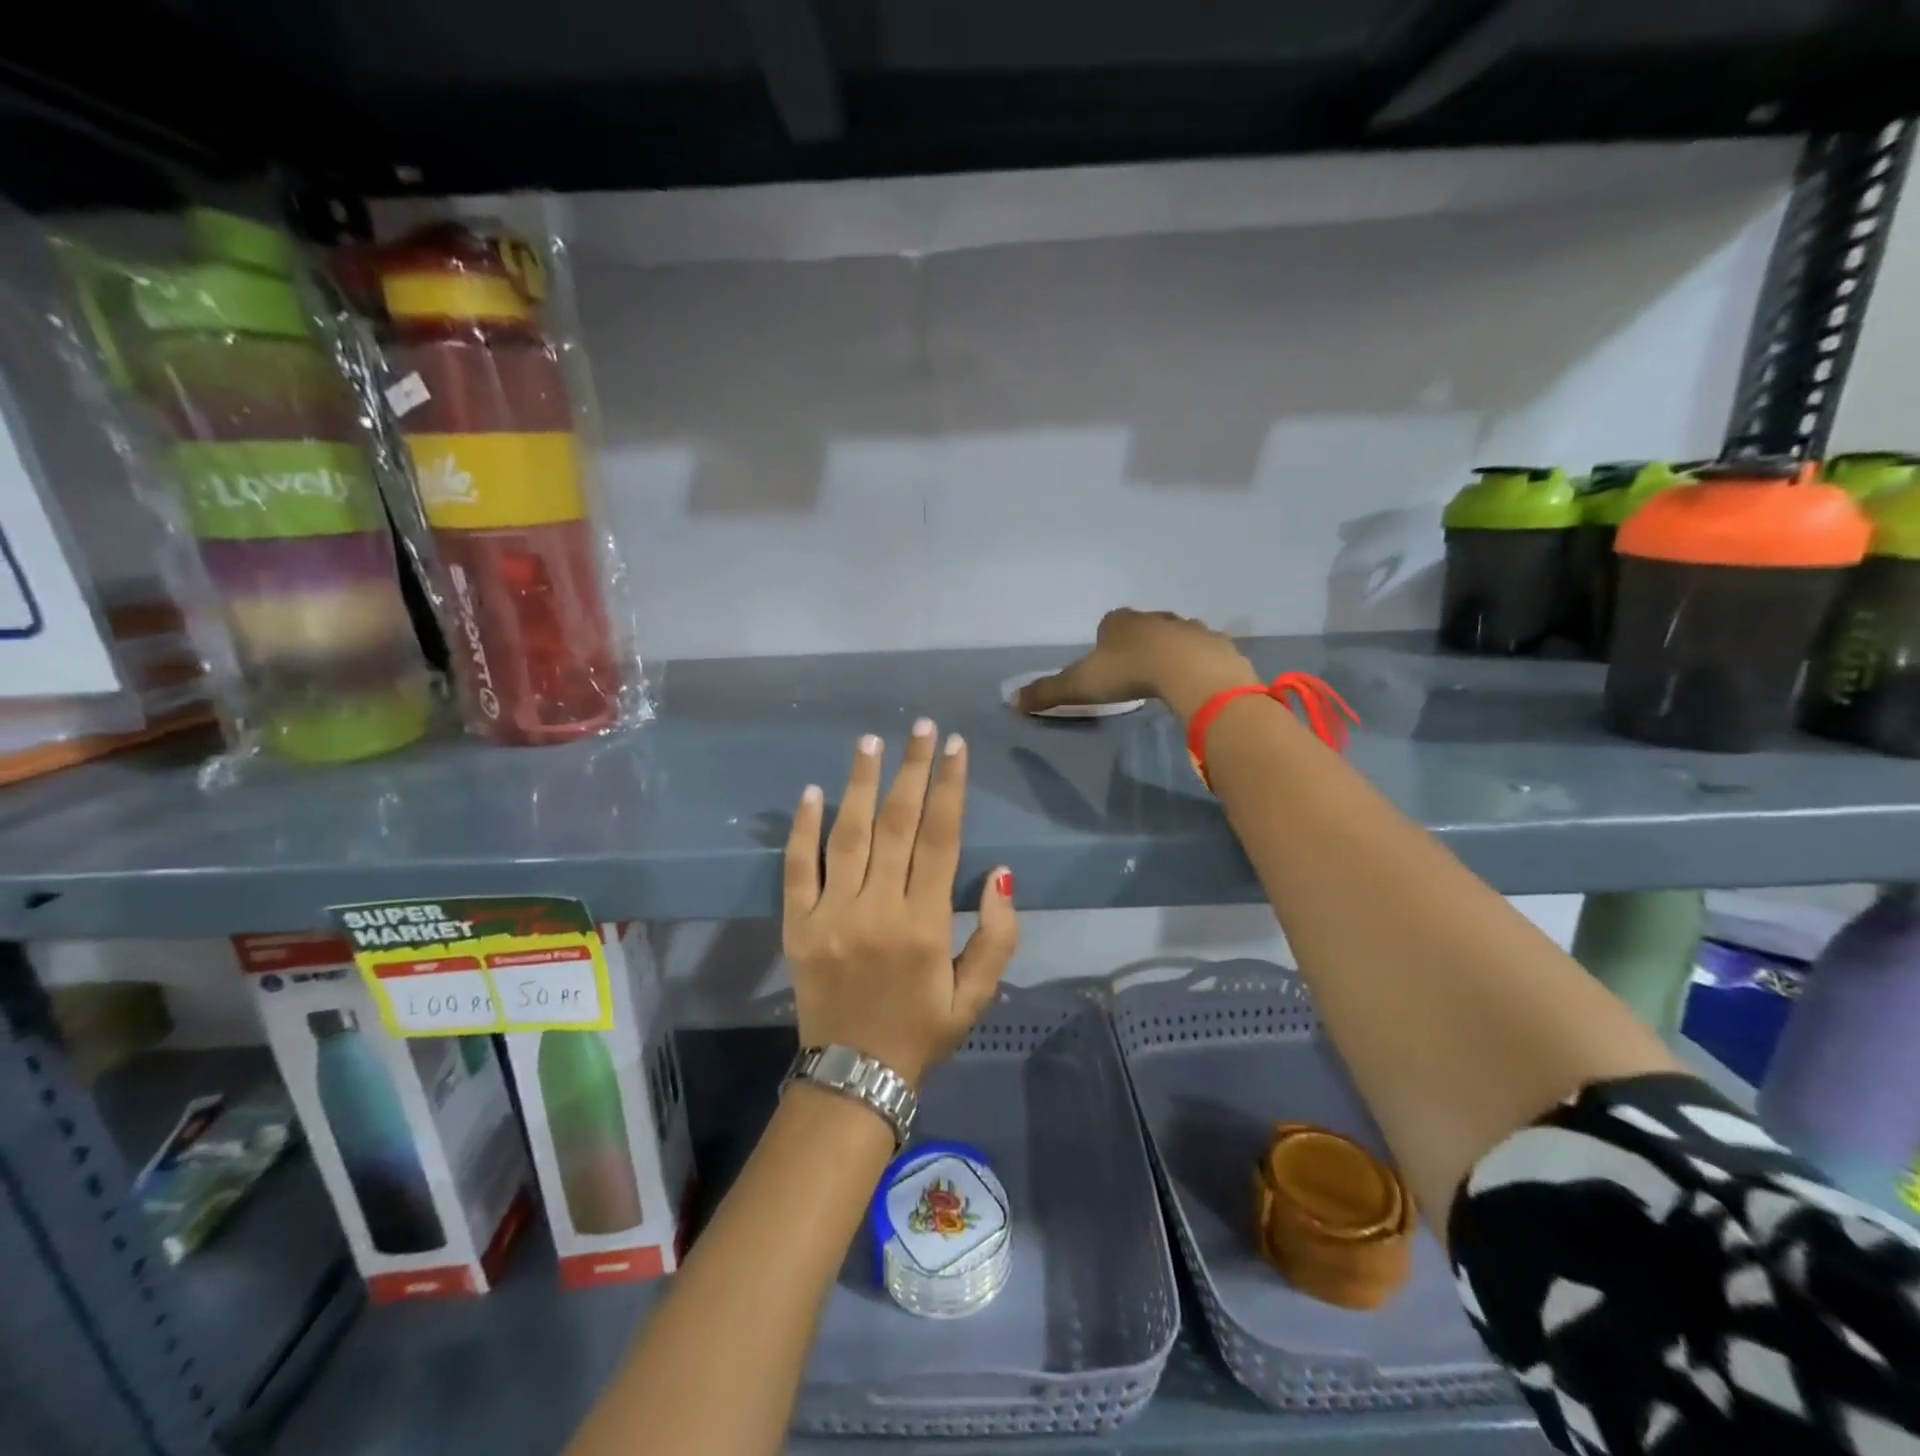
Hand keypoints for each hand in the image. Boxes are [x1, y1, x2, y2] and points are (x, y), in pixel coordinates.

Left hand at [783, 720, 1019, 1086]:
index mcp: (926, 924)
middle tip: (920, 727)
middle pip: (897, 824)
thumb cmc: (922, 1031)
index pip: (942, 838)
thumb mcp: (977, 995)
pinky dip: (803, 829)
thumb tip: (1002, 874)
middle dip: (912, 770)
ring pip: (848, 836)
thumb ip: (997, 936)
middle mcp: (878, 909)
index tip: (956, 746)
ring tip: (870, 741)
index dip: (950, 787)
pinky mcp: (797, 926)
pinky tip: (812, 792)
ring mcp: (832, 915)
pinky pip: (798, 869)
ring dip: (859, 783)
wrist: (854, 1077)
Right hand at [1014, 609, 1258, 722]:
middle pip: (1143, 628)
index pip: (1108, 624)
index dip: (1105, 642)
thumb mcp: (1080, 685)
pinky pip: (1203, 652)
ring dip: (1170, 652)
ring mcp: (1188, 627)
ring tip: (1167, 679)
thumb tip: (1010, 701)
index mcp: (1120, 621)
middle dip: (1139, 644)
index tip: (1106, 665)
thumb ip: (1047, 692)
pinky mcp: (1215, 644)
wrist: (1189, 671)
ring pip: (1175, 636)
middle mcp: (1154, 617)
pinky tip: (1195, 683)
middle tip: (1135, 674)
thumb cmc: (1128, 673)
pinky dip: (1198, 663)